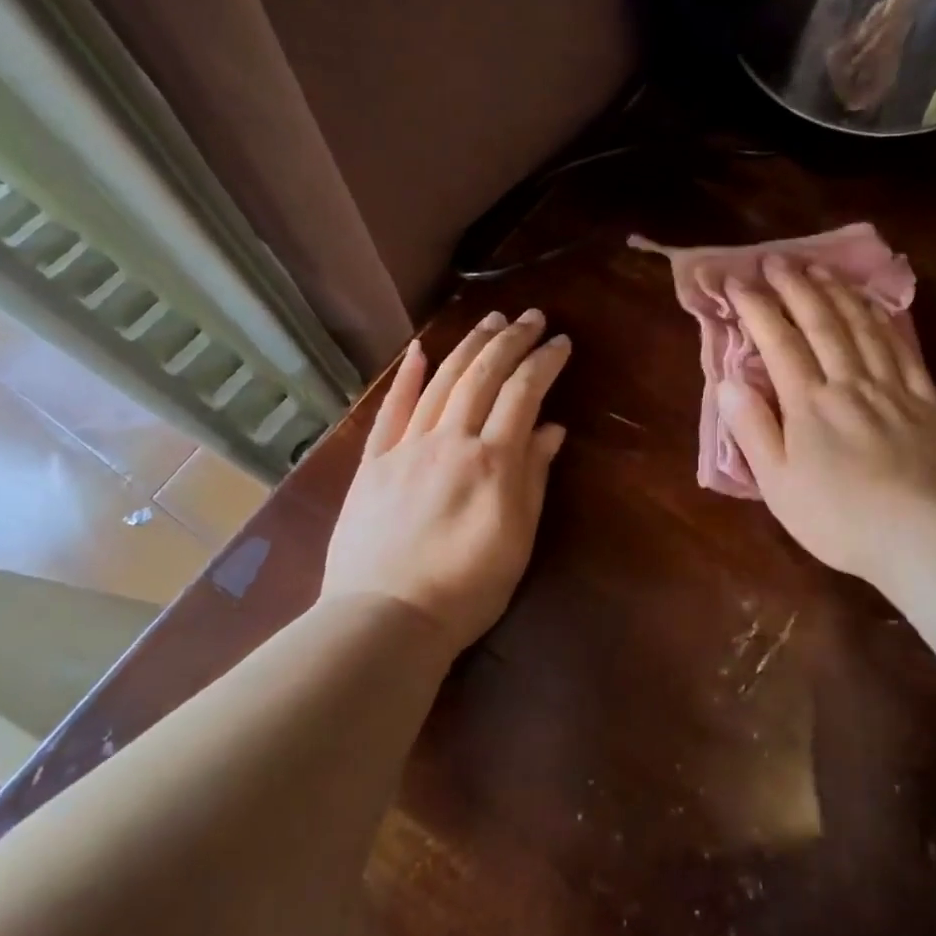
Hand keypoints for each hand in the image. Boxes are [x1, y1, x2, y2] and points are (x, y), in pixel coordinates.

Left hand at [321, 309, 569, 654]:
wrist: (385, 618)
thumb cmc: (466, 588)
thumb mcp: (517, 538)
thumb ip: (534, 477)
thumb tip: (551, 428)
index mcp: (492, 460)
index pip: (523, 393)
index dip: (544, 362)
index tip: (561, 342)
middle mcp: (450, 440)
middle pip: (483, 375)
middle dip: (511, 340)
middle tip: (532, 316)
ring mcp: (407, 447)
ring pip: (442, 382)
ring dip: (469, 345)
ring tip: (491, 319)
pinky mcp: (374, 462)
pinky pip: (391, 410)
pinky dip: (407, 377)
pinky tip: (421, 350)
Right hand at [720, 258, 935, 584]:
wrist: (921, 538)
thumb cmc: (838, 518)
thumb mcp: (778, 483)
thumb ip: (753, 429)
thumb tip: (730, 382)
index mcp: (809, 403)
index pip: (778, 341)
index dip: (756, 307)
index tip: (737, 281)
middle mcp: (849, 382)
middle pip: (821, 322)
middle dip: (795, 286)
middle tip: (777, 259)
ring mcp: (892, 388)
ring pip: (862, 326)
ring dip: (837, 293)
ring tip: (819, 269)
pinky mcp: (926, 401)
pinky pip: (903, 349)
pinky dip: (885, 320)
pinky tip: (875, 305)